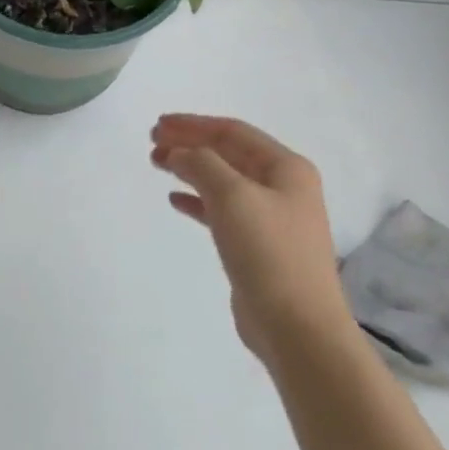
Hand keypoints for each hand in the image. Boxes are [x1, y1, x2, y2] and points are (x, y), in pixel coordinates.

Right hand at [151, 115, 355, 366]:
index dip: (193, 124)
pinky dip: (197, 200)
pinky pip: (221, 210)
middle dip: (190, 144)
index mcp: (286, 168)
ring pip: (222, 181)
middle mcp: (282, 187)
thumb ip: (201, 164)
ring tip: (156, 163)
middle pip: (228, 154)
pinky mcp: (256, 246)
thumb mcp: (231, 196)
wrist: (296, 325)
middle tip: (152, 142)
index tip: (158, 124)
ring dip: (190, 169)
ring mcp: (271, 217)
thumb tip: (177, 152)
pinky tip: (175, 199)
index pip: (233, 132)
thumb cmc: (267, 252)